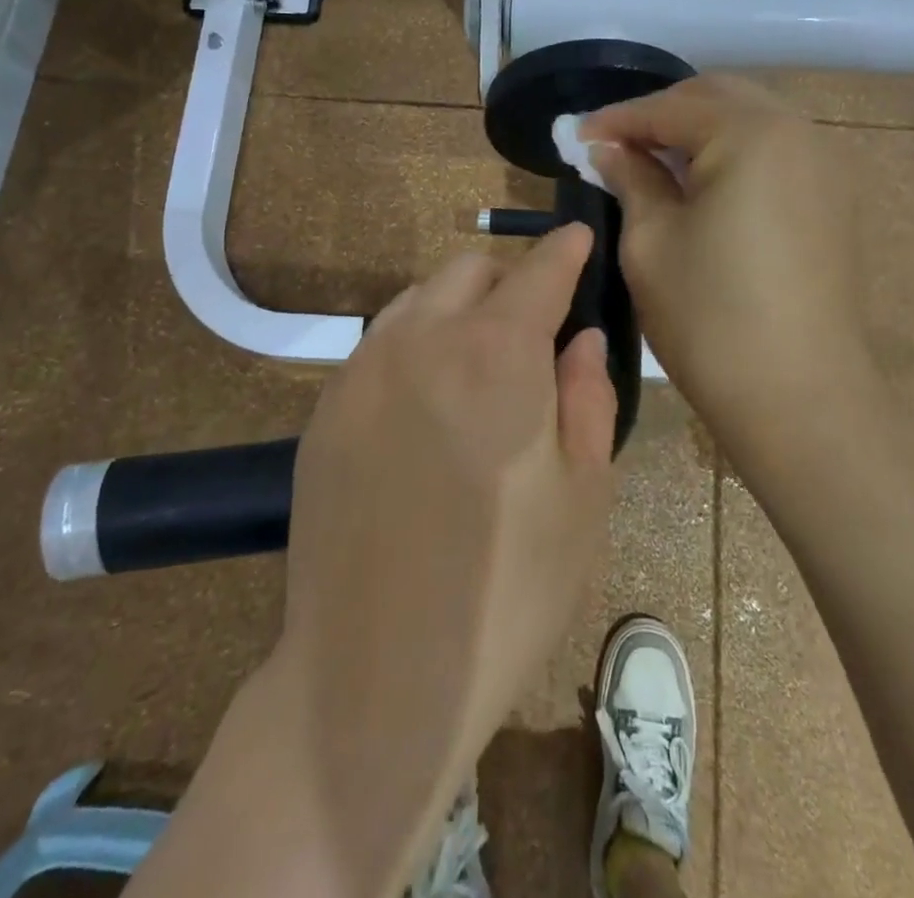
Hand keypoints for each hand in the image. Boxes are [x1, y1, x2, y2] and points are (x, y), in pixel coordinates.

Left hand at [275, 224, 617, 894]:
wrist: (372, 676)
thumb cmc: (505, 591)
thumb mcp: (583, 497)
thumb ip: (587, 397)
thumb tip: (580, 336)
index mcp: (496, 354)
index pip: (539, 271)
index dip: (565, 249)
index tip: (580, 238)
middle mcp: (423, 340)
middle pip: (471, 270)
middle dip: (510, 279)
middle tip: (535, 325)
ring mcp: (363, 369)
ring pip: (419, 298)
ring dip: (458, 306)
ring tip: (481, 359)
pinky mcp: (325, 407)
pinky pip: (380, 343)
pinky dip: (416, 342)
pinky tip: (429, 399)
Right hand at [582, 76, 874, 460]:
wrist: (800, 397)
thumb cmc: (710, 317)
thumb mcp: (651, 241)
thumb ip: (630, 178)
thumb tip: (609, 149)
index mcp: (751, 134)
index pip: (670, 107)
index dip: (617, 118)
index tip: (575, 135)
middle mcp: (799, 132)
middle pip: (717, 98)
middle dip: (661, 114)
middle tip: (615, 144)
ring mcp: (826, 165)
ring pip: (750, 121)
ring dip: (698, 130)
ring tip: (653, 161)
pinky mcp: (834, 199)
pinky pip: (775, 152)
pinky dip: (733, 153)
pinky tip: (702, 185)